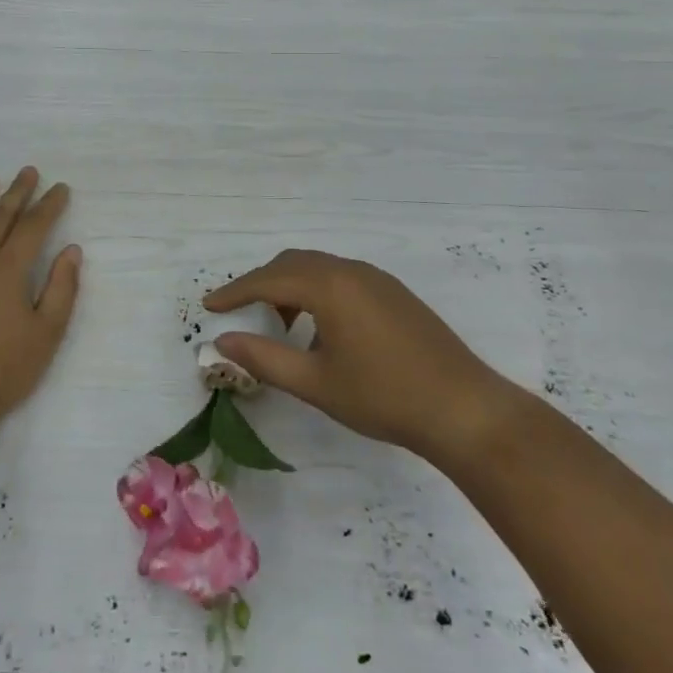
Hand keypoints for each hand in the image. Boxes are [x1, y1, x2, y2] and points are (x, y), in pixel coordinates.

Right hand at [204, 249, 522, 458]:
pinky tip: (322, 330)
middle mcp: (350, 270)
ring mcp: (376, 278)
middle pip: (292, 264)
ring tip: (281, 326)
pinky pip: (342, 277)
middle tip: (240, 311)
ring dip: (291, 287)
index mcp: (329, 286)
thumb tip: (223, 340)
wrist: (463, 408)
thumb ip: (264, 358)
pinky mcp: (393, 292)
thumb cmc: (383, 396)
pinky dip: (318, 292)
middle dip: (261, 284)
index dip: (234, 292)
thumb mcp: (315, 383)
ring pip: (319, 268)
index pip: (268, 280)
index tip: (209, 305)